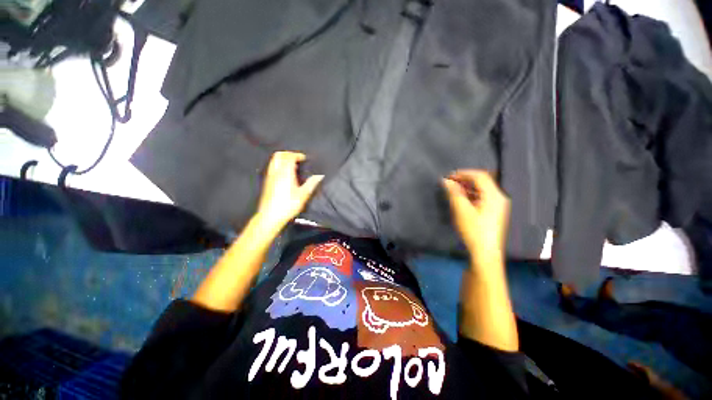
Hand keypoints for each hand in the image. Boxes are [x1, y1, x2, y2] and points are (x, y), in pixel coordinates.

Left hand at [255, 151, 323, 231]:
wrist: (270, 216)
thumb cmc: (288, 205)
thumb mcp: (303, 195)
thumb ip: (311, 183)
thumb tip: (320, 175)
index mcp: (285, 173)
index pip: (289, 157)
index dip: (297, 155)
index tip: (304, 158)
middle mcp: (276, 172)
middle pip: (279, 155)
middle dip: (288, 154)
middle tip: (297, 158)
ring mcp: (269, 177)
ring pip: (274, 161)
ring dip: (283, 159)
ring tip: (292, 165)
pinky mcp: (266, 182)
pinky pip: (272, 167)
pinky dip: (279, 165)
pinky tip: (285, 174)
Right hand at [442, 170, 509, 263]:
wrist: (485, 252)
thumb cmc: (474, 230)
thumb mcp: (461, 210)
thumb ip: (454, 193)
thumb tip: (446, 181)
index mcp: (494, 195)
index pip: (480, 176)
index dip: (463, 173)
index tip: (449, 175)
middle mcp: (499, 197)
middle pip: (482, 182)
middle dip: (465, 180)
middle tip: (450, 182)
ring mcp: (498, 205)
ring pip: (482, 190)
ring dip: (467, 187)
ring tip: (453, 190)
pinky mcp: (494, 212)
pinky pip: (482, 197)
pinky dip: (471, 195)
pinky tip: (462, 199)